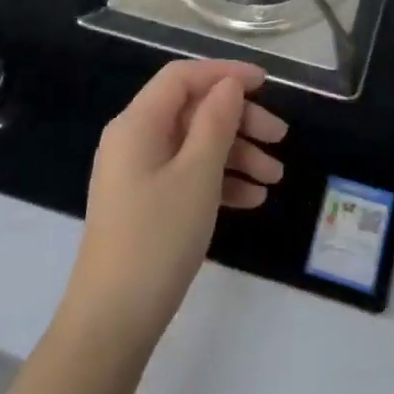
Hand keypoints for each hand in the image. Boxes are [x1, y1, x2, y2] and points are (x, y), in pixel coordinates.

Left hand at [66, 60, 286, 351]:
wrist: (112, 320)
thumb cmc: (158, 238)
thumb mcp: (197, 175)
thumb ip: (216, 122)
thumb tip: (229, 85)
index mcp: (137, 124)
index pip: (183, 77)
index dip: (225, 73)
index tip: (267, 84)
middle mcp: (134, 140)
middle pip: (192, 111)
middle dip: (240, 120)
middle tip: (281, 139)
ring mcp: (138, 174)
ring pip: (194, 145)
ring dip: (236, 154)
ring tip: (275, 178)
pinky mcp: (145, 203)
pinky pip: (187, 176)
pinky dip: (219, 180)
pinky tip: (252, 199)